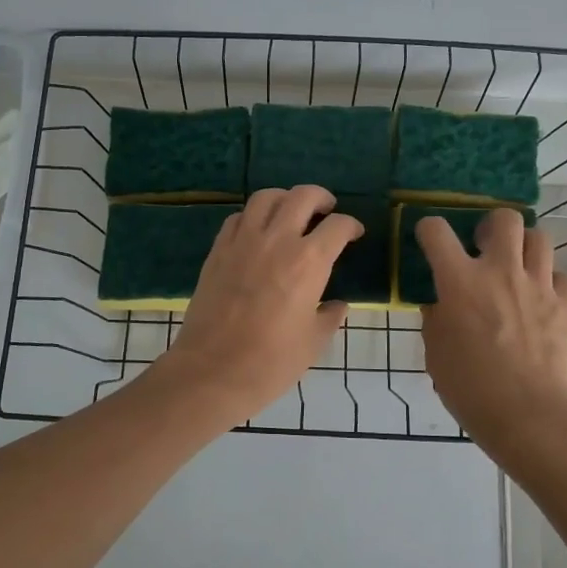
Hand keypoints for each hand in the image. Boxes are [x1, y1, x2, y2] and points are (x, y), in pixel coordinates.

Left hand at [153, 186, 361, 422]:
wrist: (212, 371)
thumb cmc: (271, 362)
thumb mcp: (313, 343)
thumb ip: (329, 317)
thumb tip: (337, 305)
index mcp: (309, 262)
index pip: (337, 226)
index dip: (351, 226)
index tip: (354, 233)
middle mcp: (278, 240)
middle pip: (303, 196)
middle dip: (321, 198)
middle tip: (327, 209)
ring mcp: (243, 241)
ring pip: (266, 197)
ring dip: (285, 198)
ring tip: (291, 212)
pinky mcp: (218, 250)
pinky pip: (238, 217)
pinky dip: (253, 216)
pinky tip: (258, 232)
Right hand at [416, 210, 566, 460]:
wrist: (531, 416)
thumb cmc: (471, 389)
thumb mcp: (436, 353)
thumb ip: (436, 318)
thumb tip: (441, 302)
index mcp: (459, 281)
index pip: (436, 231)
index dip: (429, 229)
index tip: (429, 240)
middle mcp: (500, 270)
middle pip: (505, 218)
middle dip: (492, 226)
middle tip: (485, 248)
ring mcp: (538, 285)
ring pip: (540, 238)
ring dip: (525, 248)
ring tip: (517, 268)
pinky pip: (562, 276)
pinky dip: (551, 282)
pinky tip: (542, 300)